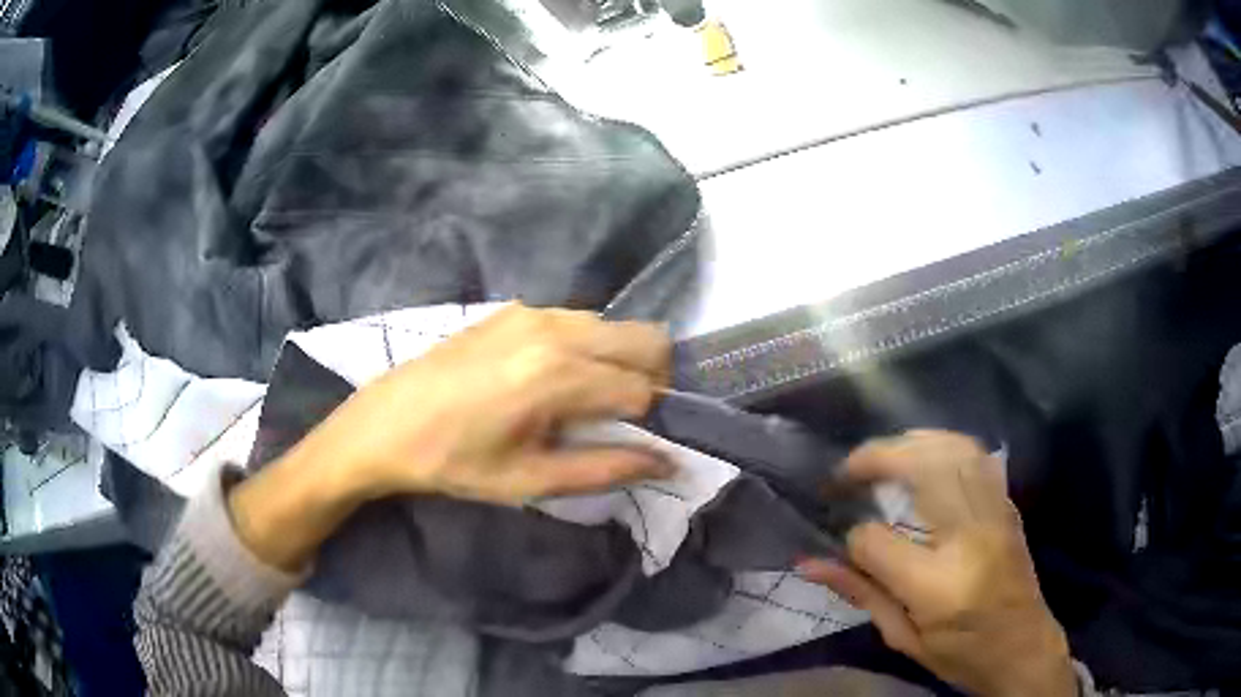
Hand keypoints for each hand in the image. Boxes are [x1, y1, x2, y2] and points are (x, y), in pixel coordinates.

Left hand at [229, 304, 673, 572]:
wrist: (385, 423)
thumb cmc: (454, 461)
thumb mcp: (530, 480)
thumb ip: (607, 468)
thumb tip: (668, 461)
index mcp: (558, 374)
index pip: (644, 387)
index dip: (654, 419)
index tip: (641, 442)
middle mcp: (555, 328)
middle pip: (646, 339)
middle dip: (653, 378)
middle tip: (625, 419)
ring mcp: (534, 311)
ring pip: (615, 326)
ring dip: (621, 361)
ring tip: (588, 402)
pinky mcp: (515, 309)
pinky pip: (580, 320)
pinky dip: (590, 347)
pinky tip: (554, 380)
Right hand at [799, 431, 1075, 696]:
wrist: (1023, 647)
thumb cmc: (960, 654)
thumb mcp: (903, 637)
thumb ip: (860, 593)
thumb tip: (808, 562)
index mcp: (938, 586)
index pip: (878, 541)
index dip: (852, 536)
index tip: (841, 538)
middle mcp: (971, 537)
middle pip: (923, 468)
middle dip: (877, 458)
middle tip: (846, 470)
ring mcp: (995, 513)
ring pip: (953, 449)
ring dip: (910, 442)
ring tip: (880, 457)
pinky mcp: (1007, 504)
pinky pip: (975, 455)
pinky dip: (942, 444)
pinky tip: (923, 456)